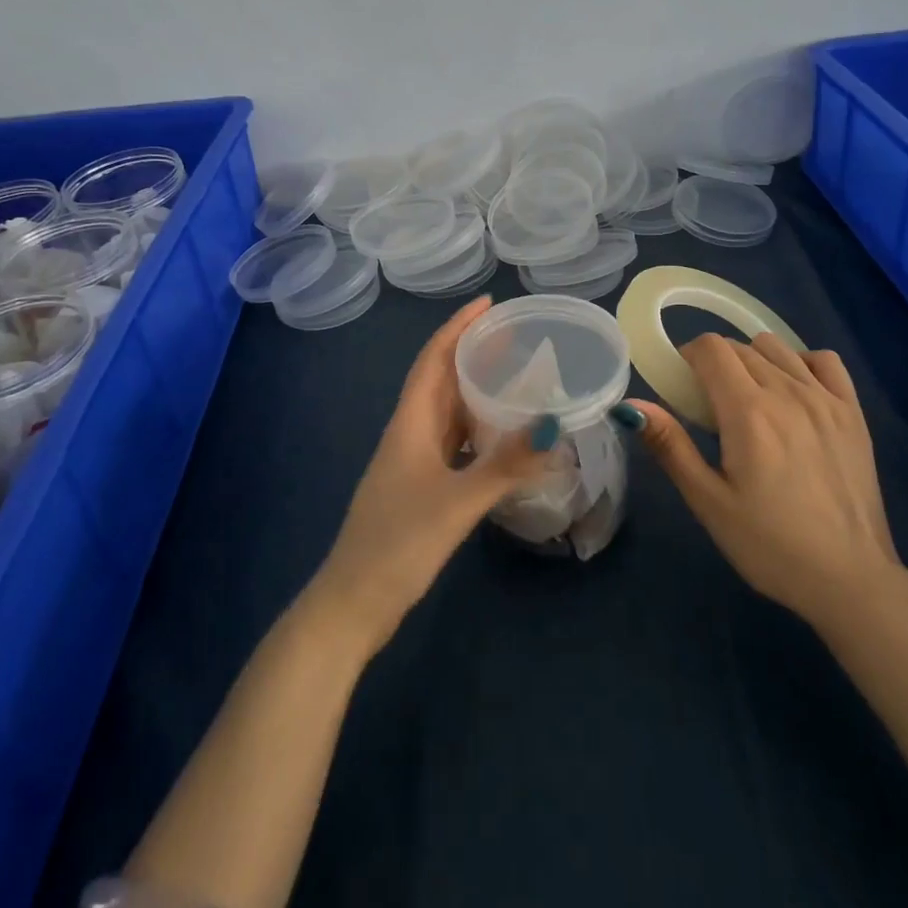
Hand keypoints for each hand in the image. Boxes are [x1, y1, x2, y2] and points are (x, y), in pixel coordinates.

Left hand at [308, 296, 548, 658]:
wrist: (353, 604)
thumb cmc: (398, 543)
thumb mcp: (456, 502)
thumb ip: (505, 465)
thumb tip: (553, 427)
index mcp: (410, 423)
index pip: (433, 359)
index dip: (458, 327)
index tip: (489, 303)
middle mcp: (410, 433)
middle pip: (441, 380)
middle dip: (473, 353)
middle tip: (516, 336)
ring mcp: (413, 462)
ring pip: (448, 412)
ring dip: (476, 390)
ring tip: (517, 376)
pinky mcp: (420, 487)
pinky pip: (454, 443)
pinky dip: (479, 430)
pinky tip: (503, 436)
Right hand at [634, 333, 905, 627]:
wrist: (850, 580)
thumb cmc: (770, 546)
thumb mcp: (709, 502)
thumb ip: (670, 446)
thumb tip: (631, 405)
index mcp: (748, 411)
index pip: (711, 348)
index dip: (689, 357)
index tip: (684, 387)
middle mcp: (788, 391)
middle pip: (741, 347)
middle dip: (717, 364)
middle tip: (711, 408)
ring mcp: (826, 399)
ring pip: (778, 348)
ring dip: (754, 361)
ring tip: (750, 401)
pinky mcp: (854, 413)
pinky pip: (824, 360)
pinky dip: (802, 363)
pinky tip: (795, 392)